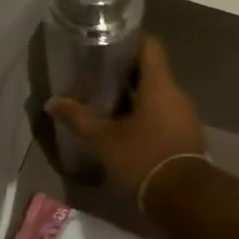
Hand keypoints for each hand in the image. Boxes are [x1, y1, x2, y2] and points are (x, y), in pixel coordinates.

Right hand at [45, 35, 206, 200]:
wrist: (185, 198)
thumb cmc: (143, 158)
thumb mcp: (105, 140)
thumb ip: (79, 118)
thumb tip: (51, 102)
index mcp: (160, 85)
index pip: (149, 45)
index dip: (129, 40)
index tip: (106, 44)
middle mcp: (177, 94)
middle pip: (152, 71)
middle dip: (125, 73)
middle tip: (97, 77)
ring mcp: (185, 116)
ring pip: (158, 96)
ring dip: (135, 97)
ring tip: (107, 104)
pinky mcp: (186, 136)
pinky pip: (165, 115)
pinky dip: (146, 116)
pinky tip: (126, 129)